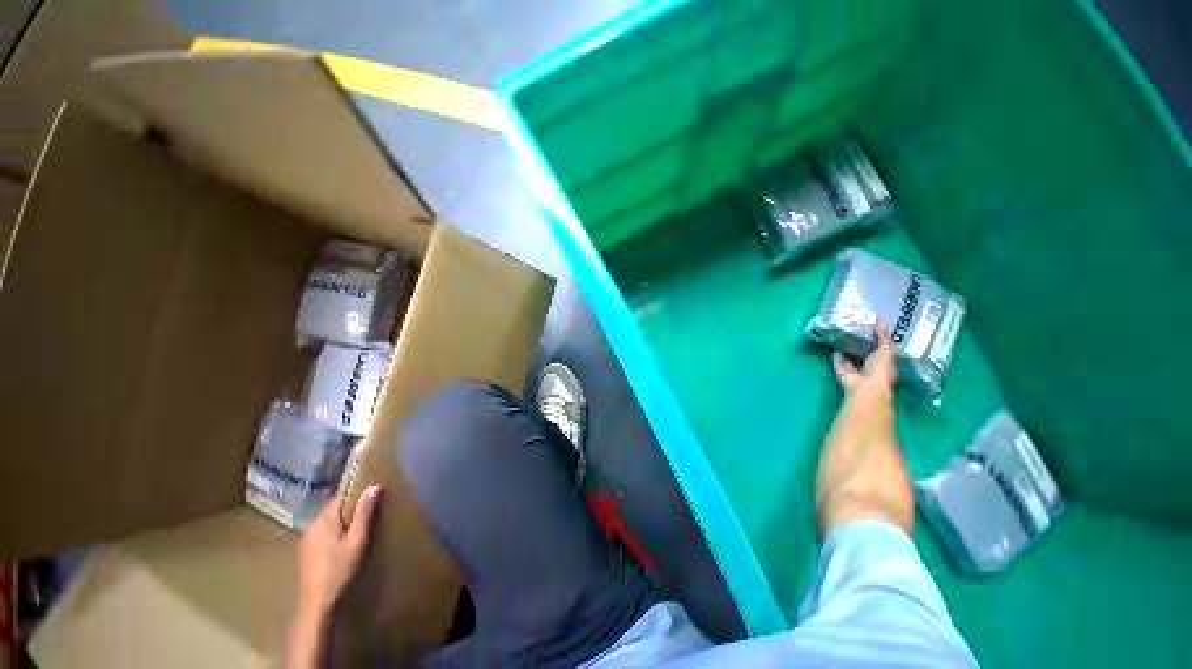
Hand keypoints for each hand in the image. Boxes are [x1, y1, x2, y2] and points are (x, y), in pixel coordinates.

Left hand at [297, 485, 382, 618]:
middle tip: (372, 507)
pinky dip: (336, 531)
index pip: (340, 495)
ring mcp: (307, 539)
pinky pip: (324, 532)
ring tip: (362, 523)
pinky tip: (346, 541)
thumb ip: (364, 514)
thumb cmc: (338, 570)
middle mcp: (312, 525)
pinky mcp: (307, 551)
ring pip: (329, 521)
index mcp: (323, 519)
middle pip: (334, 508)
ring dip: (344, 520)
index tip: (372, 488)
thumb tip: (374, 487)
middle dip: (351, 506)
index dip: (356, 490)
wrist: (316, 605)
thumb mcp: (356, 541)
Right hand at [832, 321, 897, 393]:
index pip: (884, 352)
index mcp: (886, 365)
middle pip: (867, 357)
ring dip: (848, 354)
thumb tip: (877, 318)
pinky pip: (841, 365)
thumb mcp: (885, 350)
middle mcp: (872, 370)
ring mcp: (858, 374)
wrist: (865, 387)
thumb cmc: (880, 369)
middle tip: (857, 334)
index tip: (874, 331)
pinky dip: (837, 359)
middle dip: (863, 347)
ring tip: (843, 341)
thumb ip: (882, 335)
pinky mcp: (845, 376)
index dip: (881, 342)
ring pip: (853, 362)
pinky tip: (834, 350)